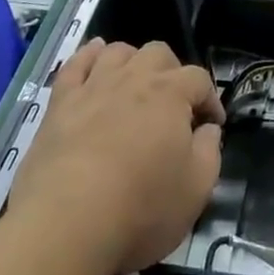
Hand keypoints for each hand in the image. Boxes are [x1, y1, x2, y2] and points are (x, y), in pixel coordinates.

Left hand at [7, 39, 224, 274]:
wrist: (66, 223)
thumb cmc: (140, 207)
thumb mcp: (196, 189)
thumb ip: (209, 152)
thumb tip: (208, 130)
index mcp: (171, 94)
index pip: (200, 79)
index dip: (210, 98)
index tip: (212, 124)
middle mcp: (134, 78)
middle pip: (159, 53)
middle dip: (172, 72)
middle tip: (173, 104)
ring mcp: (94, 86)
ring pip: (119, 52)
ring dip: (133, 61)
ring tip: (135, 84)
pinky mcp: (61, 102)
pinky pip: (76, 64)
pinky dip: (88, 55)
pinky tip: (94, 55)